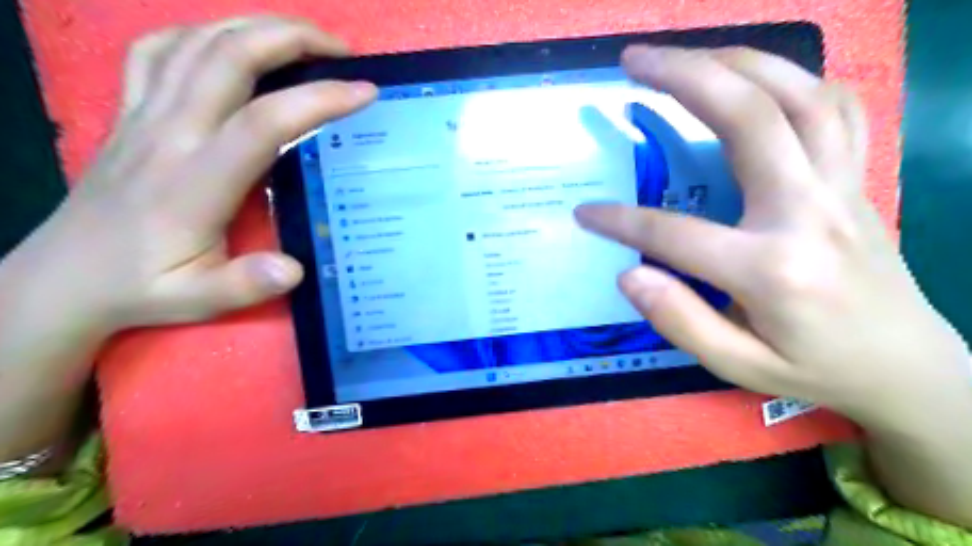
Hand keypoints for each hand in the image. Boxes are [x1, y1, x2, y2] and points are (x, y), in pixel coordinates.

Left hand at [43, 16, 373, 330]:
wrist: (64, 277)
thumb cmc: (142, 287)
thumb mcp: (198, 300)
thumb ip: (246, 285)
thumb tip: (294, 269)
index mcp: (195, 182)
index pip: (262, 122)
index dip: (317, 100)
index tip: (363, 92)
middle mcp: (168, 134)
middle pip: (228, 57)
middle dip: (291, 38)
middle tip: (340, 50)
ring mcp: (143, 115)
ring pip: (196, 42)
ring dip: (255, 26)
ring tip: (302, 39)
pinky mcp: (129, 112)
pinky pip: (159, 50)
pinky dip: (201, 33)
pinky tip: (229, 44)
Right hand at [571, 46, 966, 429]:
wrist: (907, 367)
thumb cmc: (815, 369)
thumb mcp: (738, 366)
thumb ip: (681, 322)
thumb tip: (629, 276)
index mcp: (772, 269)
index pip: (674, 234)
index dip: (619, 222)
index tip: (584, 214)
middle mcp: (809, 212)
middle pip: (748, 118)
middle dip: (683, 78)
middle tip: (633, 62)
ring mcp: (841, 187)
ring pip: (798, 94)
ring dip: (736, 62)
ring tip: (685, 56)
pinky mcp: (857, 178)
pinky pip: (835, 107)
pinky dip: (793, 79)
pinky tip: (756, 80)